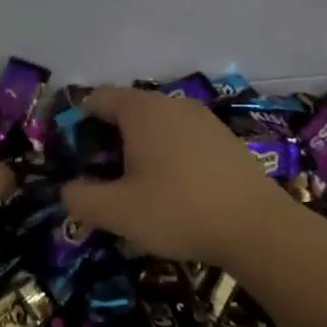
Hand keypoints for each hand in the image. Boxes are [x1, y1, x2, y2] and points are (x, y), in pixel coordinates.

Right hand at [62, 87, 294, 267]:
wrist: (259, 228)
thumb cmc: (179, 211)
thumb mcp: (117, 212)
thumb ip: (80, 199)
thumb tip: (67, 190)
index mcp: (142, 110)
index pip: (96, 99)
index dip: (76, 123)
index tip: (71, 155)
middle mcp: (172, 104)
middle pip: (126, 110)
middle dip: (107, 139)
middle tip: (100, 178)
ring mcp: (203, 119)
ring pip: (156, 125)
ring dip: (138, 149)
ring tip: (134, 187)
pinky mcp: (224, 139)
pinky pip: (181, 138)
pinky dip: (167, 155)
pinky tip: (172, 190)